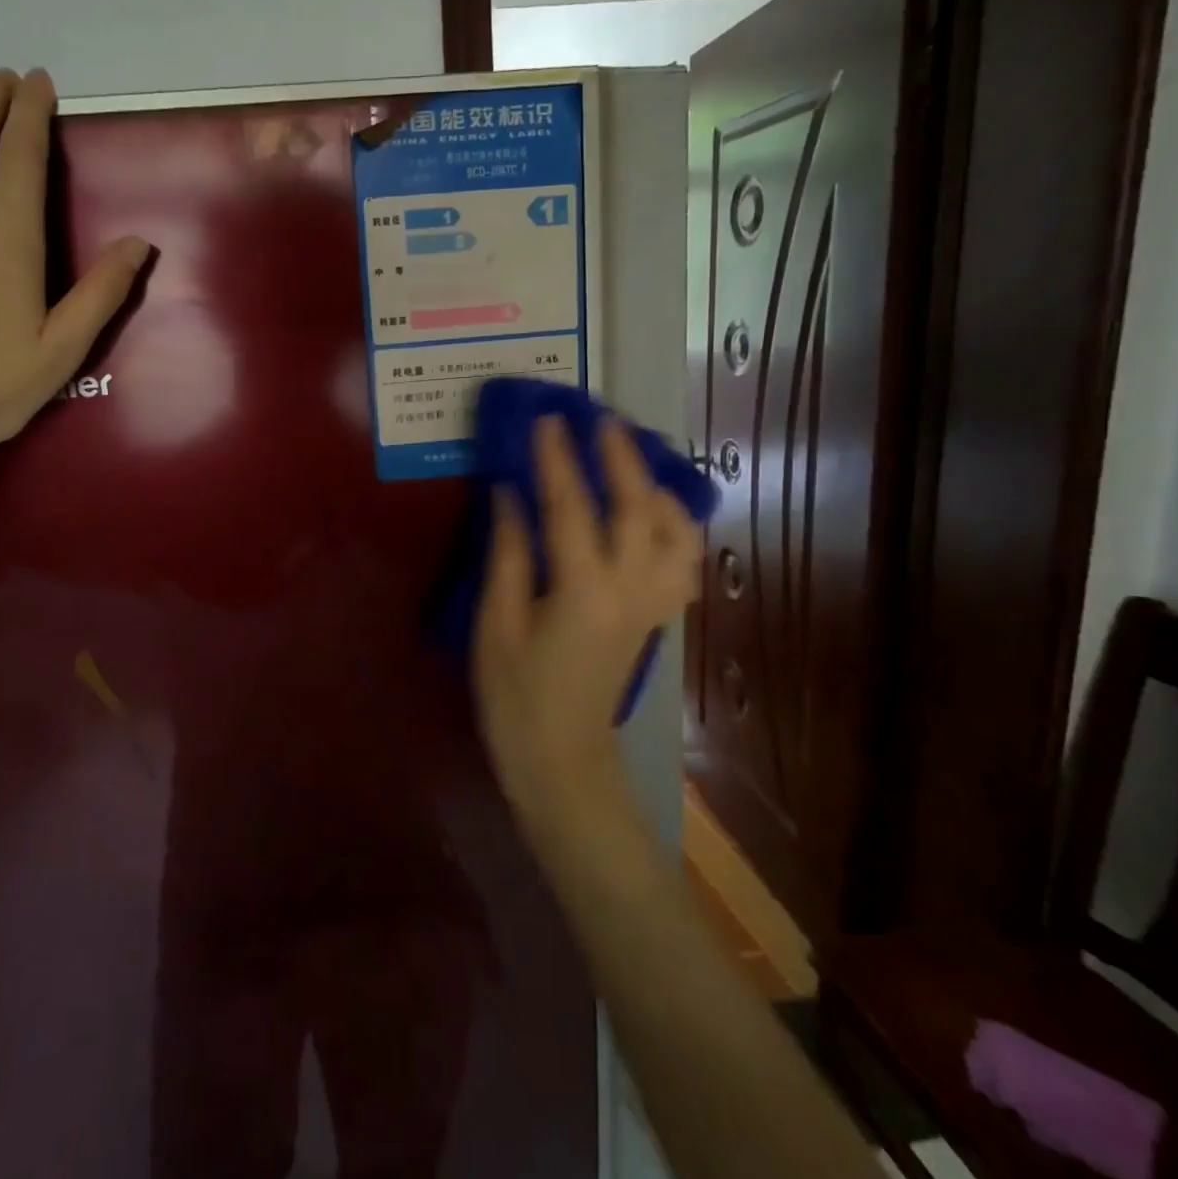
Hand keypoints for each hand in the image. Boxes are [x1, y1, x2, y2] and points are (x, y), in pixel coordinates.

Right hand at [473, 415, 702, 820]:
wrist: (561, 759)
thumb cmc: (514, 696)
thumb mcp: (495, 625)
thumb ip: (508, 555)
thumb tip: (510, 494)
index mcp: (582, 592)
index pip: (571, 508)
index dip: (557, 459)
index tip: (547, 419)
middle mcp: (629, 591)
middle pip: (638, 508)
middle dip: (620, 457)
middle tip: (601, 420)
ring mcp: (651, 605)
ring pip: (677, 533)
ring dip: (658, 489)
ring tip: (634, 462)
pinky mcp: (656, 618)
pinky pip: (682, 563)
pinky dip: (676, 529)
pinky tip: (654, 517)